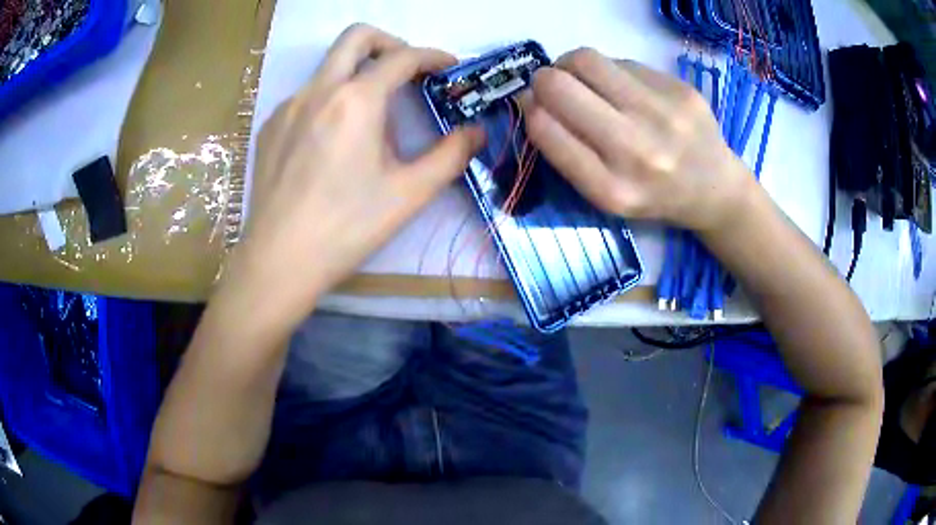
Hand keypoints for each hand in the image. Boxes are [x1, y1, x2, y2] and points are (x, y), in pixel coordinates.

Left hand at [223, 24, 483, 331]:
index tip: (449, 67)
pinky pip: (306, 97)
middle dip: (390, 42)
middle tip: (407, 70)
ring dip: (358, 76)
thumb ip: (451, 155)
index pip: (402, 57)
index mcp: (356, 101)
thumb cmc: (347, 227)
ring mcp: (288, 106)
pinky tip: (332, 143)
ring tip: (370, 121)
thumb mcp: (409, 193)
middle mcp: (318, 90)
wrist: (279, 260)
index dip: (433, 56)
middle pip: (356, 36)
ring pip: (329, 68)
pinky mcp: (270, 127)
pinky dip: (329, 102)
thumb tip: (476, 132)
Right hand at [520, 48, 752, 232]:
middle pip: (560, 86)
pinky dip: (612, 71)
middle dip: (544, 80)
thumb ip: (567, 151)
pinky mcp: (681, 90)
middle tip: (553, 85)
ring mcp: (663, 115)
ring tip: (583, 78)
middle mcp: (637, 151)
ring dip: (571, 64)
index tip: (535, 105)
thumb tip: (531, 96)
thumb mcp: (605, 194)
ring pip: (587, 60)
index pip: (544, 128)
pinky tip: (625, 89)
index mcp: (611, 189)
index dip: (530, 108)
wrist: (715, 190)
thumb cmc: (653, 195)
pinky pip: (623, 62)